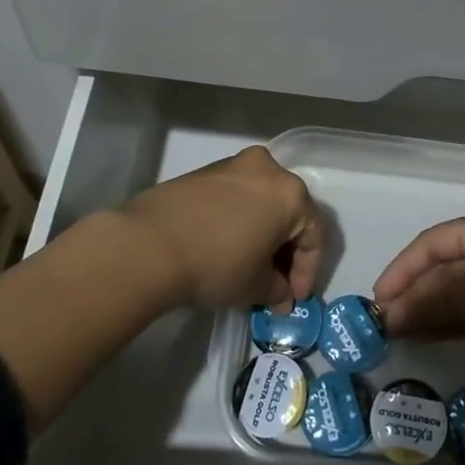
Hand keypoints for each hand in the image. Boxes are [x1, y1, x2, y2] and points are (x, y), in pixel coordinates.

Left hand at [120, 146, 325, 310]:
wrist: (150, 244)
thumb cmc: (216, 263)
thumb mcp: (254, 286)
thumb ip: (277, 289)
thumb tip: (282, 295)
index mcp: (291, 194)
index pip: (315, 235)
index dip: (308, 272)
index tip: (294, 299)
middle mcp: (268, 169)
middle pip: (290, 213)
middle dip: (286, 251)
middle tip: (276, 283)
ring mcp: (235, 165)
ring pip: (263, 201)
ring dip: (263, 233)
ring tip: (251, 265)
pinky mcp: (206, 171)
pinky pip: (237, 196)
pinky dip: (241, 220)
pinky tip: (228, 246)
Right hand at [372, 208, 464, 363]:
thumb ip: (425, 300)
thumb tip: (388, 316)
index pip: (431, 243)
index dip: (401, 270)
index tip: (379, 299)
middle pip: (443, 266)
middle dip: (413, 292)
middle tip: (387, 319)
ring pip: (457, 290)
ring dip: (428, 309)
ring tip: (400, 331)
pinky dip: (449, 320)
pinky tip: (427, 336)